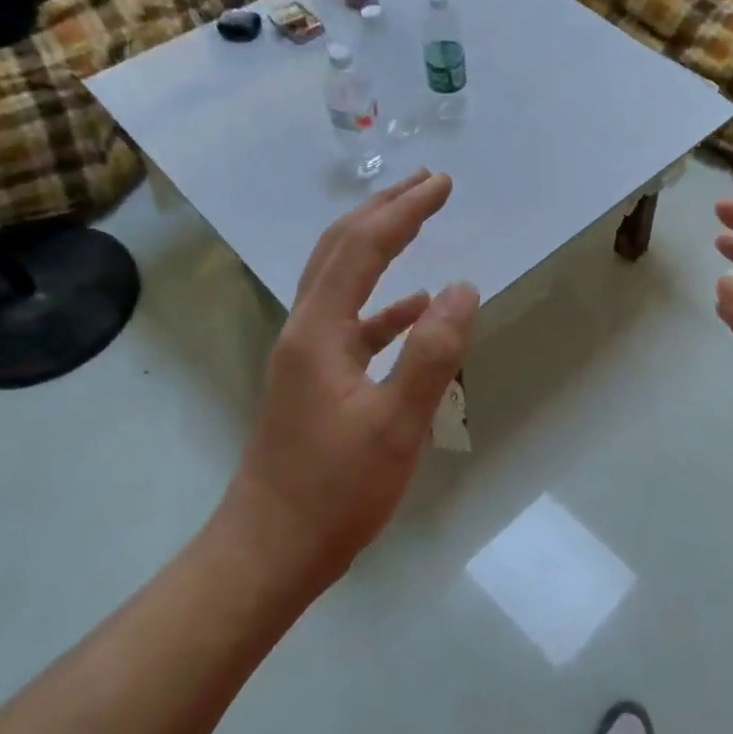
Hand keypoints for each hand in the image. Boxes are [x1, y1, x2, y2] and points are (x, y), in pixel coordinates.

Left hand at [226, 169, 478, 590]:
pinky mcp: (315, 382)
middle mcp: (305, 331)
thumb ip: (432, 353)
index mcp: (319, 331)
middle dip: (384, 210)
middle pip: (340, 249)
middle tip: (427, 183)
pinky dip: (384, 306)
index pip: (364, 249)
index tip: (443, 184)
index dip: (404, 211)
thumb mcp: (396, 424)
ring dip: (379, 247)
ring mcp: (307, 357)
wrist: (270, 550)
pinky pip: (352, 324)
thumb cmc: (334, 491)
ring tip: (417, 223)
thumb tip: (463, 288)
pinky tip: (414, 309)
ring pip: (341, 282)